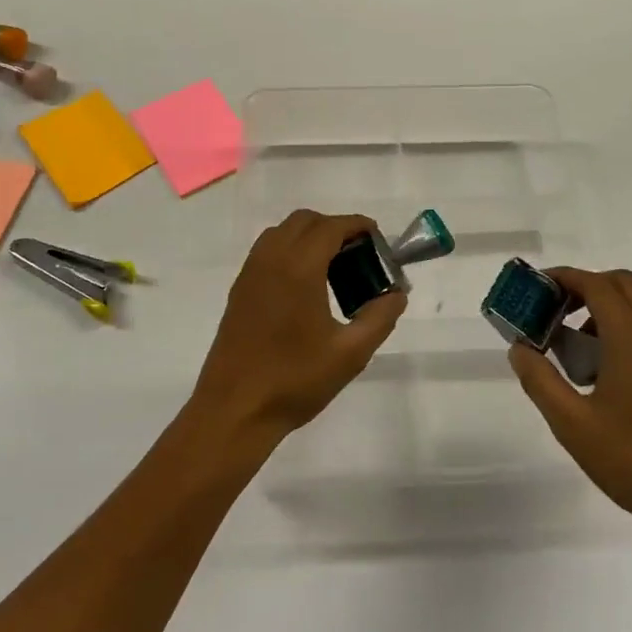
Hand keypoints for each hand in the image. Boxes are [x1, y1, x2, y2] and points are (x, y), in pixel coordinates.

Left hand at [190, 210, 406, 450]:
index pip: (330, 227)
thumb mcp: (350, 353)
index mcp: (298, 268)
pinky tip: (304, 285)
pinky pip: (266, 251)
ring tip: (332, 267)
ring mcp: (250, 273)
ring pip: (282, 232)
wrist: (235, 410)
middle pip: (304, 221)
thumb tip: (396, 294)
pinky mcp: (239, 290)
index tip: (377, 239)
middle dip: (334, 227)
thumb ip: (379, 318)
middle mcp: (270, 260)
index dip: (356, 225)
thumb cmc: (295, 380)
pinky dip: (289, 250)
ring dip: (309, 236)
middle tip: (358, 255)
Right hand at [510, 267, 631, 559]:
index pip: (594, 284)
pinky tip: (607, 374)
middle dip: (584, 288)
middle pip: (620, 284)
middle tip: (554, 314)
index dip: (562, 278)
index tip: (535, 290)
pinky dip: (624, 329)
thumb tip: (519, 348)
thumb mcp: (572, 424)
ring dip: (604, 310)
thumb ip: (540, 380)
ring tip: (576, 351)